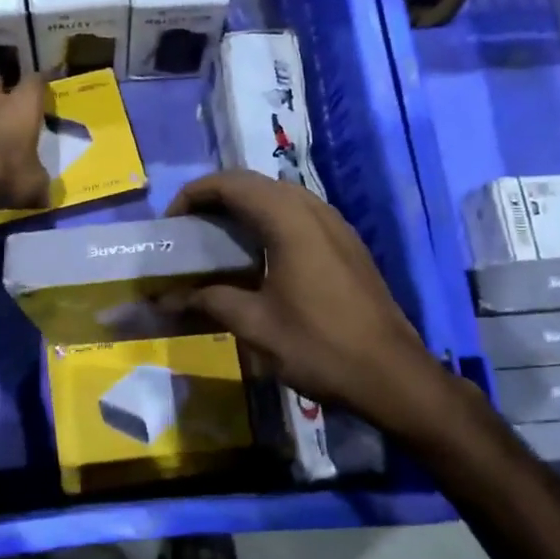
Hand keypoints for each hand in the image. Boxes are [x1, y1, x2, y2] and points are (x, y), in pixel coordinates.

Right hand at [165, 170, 454, 428]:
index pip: (232, 184)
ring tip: (217, 239)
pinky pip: (299, 215)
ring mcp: (336, 225)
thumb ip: (209, 301)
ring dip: (244, 208)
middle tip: (189, 229)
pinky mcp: (347, 244)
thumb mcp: (255, 325)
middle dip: (216, 198)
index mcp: (289, 220)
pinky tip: (257, 256)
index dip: (195, 194)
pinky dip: (268, 221)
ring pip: (279, 196)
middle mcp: (314, 210)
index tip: (171, 223)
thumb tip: (168, 299)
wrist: (392, 375)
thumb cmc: (319, 346)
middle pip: (255, 183)